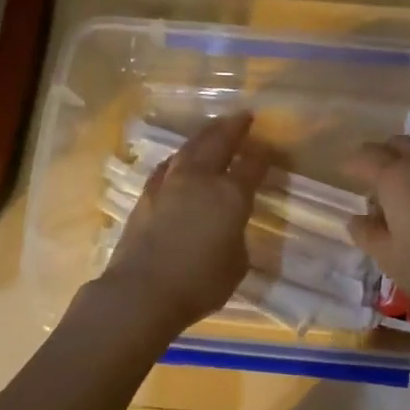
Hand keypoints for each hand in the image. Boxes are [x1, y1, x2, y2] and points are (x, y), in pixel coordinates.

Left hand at [100, 112, 265, 334]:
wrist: (142, 292)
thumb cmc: (199, 283)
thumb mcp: (236, 264)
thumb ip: (236, 237)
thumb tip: (227, 228)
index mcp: (230, 195)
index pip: (252, 165)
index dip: (263, 155)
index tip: (268, 147)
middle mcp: (200, 179)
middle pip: (218, 141)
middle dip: (232, 127)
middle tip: (243, 117)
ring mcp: (170, 184)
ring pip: (189, 148)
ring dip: (204, 136)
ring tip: (213, 131)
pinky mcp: (146, 195)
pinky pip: (168, 166)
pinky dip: (179, 158)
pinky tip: (179, 160)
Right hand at [344, 135, 409, 331]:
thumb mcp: (389, 259)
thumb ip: (367, 233)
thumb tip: (357, 218)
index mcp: (397, 177)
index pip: (366, 156)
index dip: (352, 165)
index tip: (346, 176)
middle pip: (398, 144)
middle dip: (382, 157)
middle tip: (375, 184)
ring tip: (407, 192)